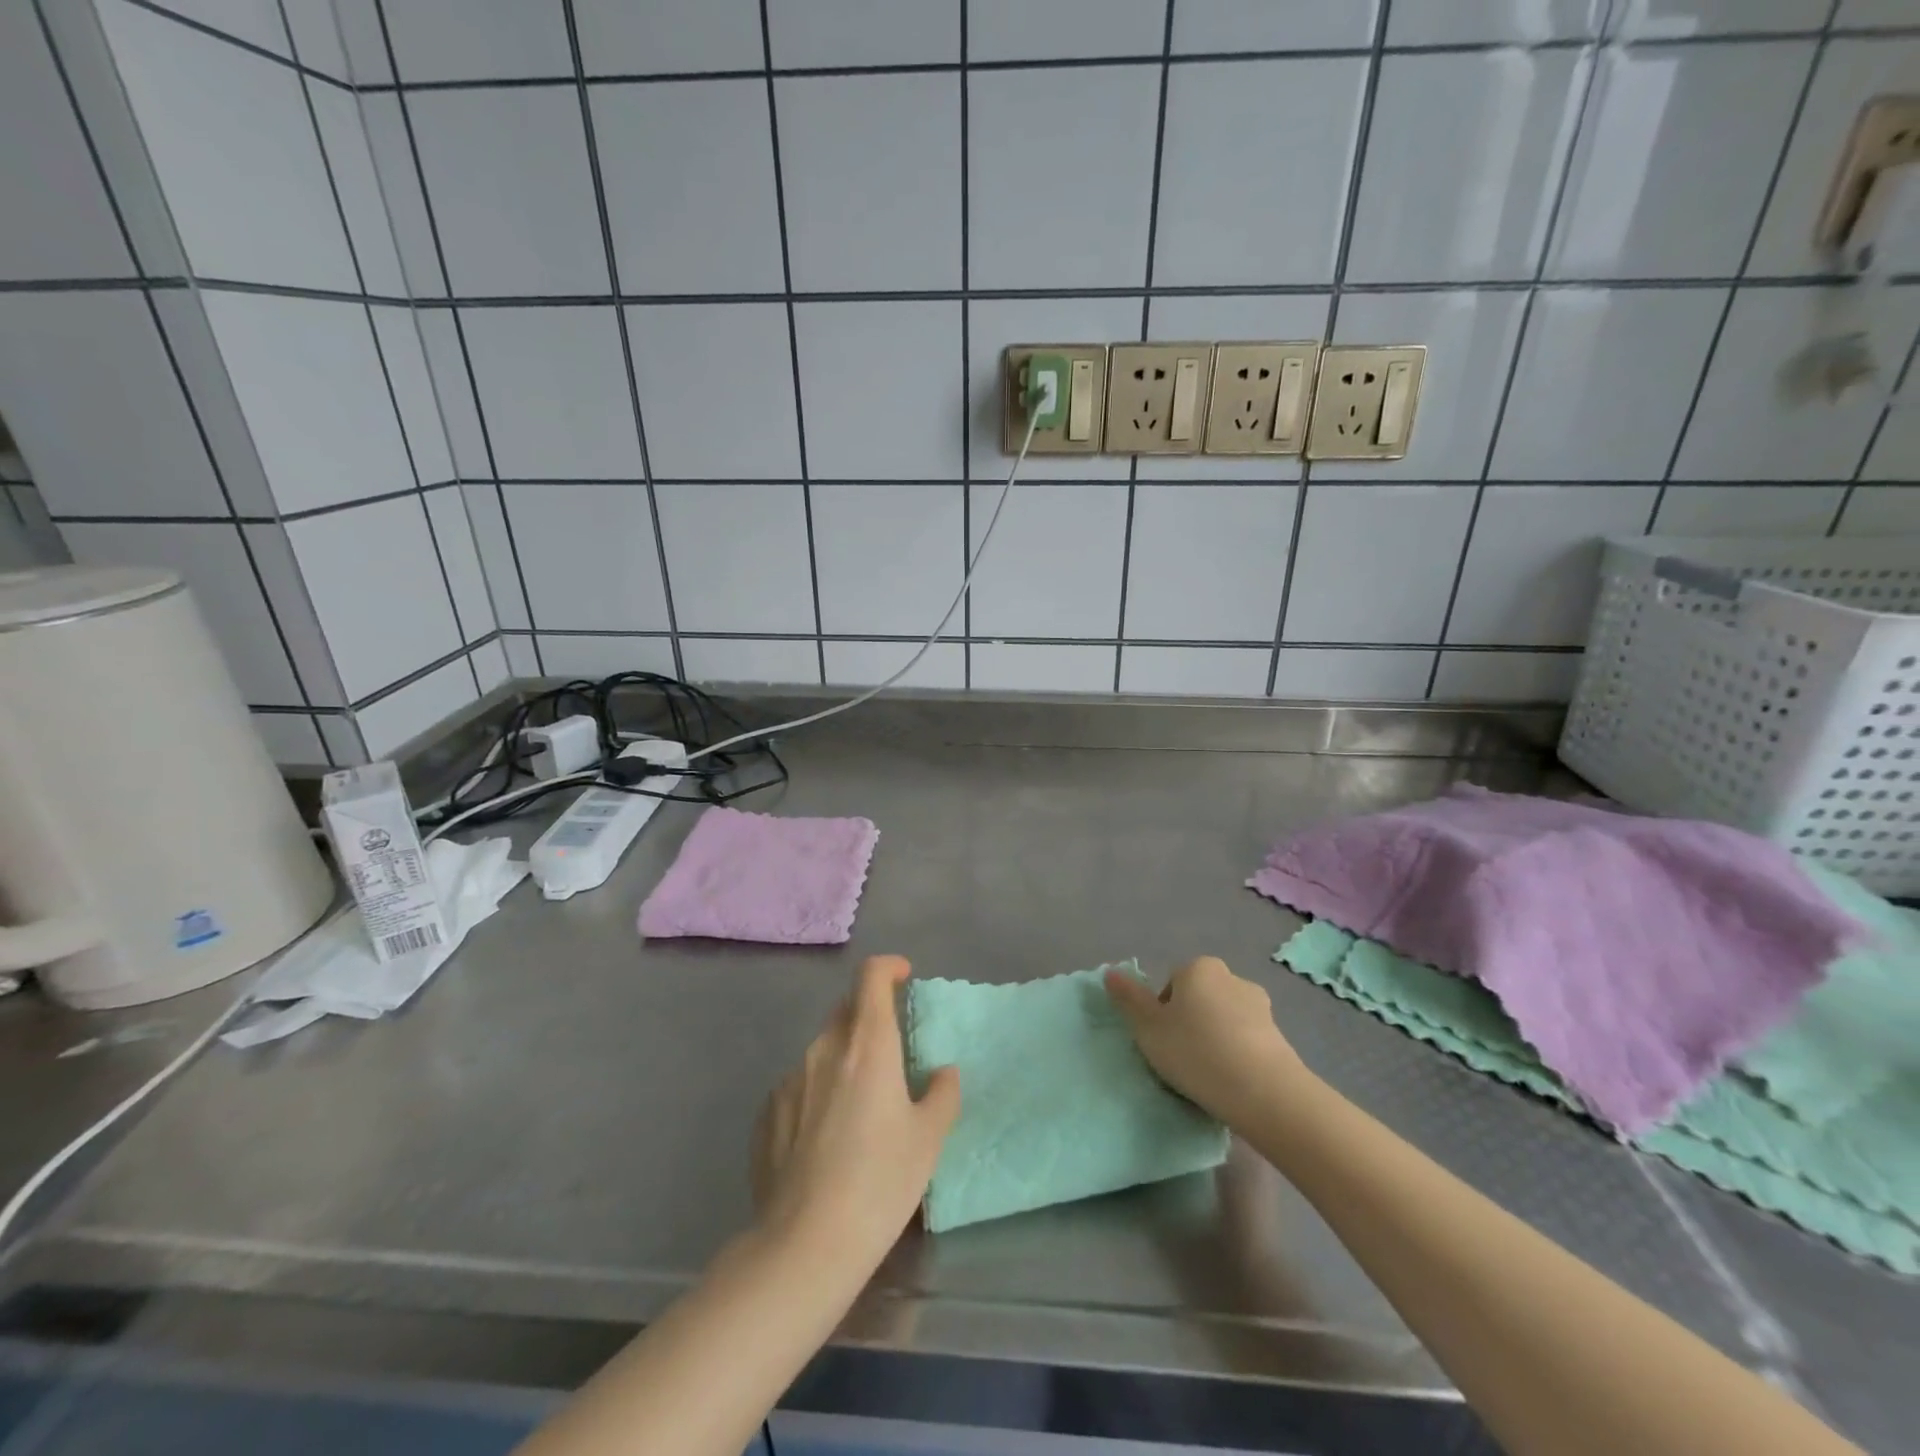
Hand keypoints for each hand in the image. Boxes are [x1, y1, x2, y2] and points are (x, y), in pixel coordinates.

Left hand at [752, 956, 959, 1275]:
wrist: (805, 1244)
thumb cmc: (880, 1182)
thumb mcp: (928, 1139)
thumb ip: (943, 1094)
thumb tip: (943, 1072)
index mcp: (867, 1044)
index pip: (871, 976)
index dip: (888, 968)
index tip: (903, 977)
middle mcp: (824, 1048)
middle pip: (846, 1009)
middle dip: (869, 1016)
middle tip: (889, 1052)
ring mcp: (789, 1079)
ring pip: (822, 1050)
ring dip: (843, 1059)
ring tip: (859, 1107)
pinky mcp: (767, 1112)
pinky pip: (799, 1085)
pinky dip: (817, 1093)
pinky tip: (825, 1139)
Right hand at [1106, 956, 1309, 1125]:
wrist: (1264, 1092)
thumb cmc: (1196, 1052)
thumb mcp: (1148, 1028)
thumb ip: (1128, 999)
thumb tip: (1111, 972)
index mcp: (1198, 968)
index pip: (1170, 986)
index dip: (1162, 1015)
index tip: (1164, 1043)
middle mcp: (1231, 976)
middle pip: (1198, 999)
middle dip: (1190, 1024)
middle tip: (1182, 1059)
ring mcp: (1260, 1005)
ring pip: (1223, 1019)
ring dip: (1215, 1039)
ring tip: (1210, 1075)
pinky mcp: (1280, 1035)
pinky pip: (1246, 1040)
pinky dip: (1237, 1054)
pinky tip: (1233, 1081)